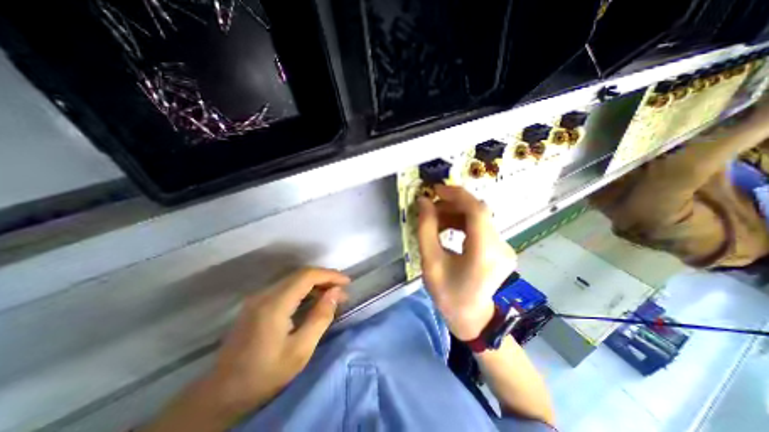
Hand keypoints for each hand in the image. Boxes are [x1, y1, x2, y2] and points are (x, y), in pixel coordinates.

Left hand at [204, 267, 349, 415]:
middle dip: (325, 278)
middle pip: (301, 274)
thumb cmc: (264, 375)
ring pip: (294, 280)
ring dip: (315, 283)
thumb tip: (336, 293)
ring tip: (332, 295)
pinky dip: (304, 290)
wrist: (220, 395)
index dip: (329, 275)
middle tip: (342, 291)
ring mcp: (258, 298)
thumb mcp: (300, 350)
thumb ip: (320, 318)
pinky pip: (286, 288)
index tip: (347, 282)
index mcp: (274, 304)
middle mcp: (264, 294)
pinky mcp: (256, 303)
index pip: (307, 276)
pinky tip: (313, 300)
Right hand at [418, 184, 518, 340]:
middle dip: (451, 205)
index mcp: (485, 252)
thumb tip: (423, 201)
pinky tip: (447, 228)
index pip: (476, 210)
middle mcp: (500, 246)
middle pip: (477, 212)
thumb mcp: (431, 262)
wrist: (473, 320)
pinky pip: (480, 227)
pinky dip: (462, 223)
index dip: (456, 194)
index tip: (435, 190)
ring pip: (478, 218)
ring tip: (435, 220)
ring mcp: (504, 247)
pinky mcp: (500, 249)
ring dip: (455, 214)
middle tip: (430, 208)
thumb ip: (426, 229)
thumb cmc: (449, 295)